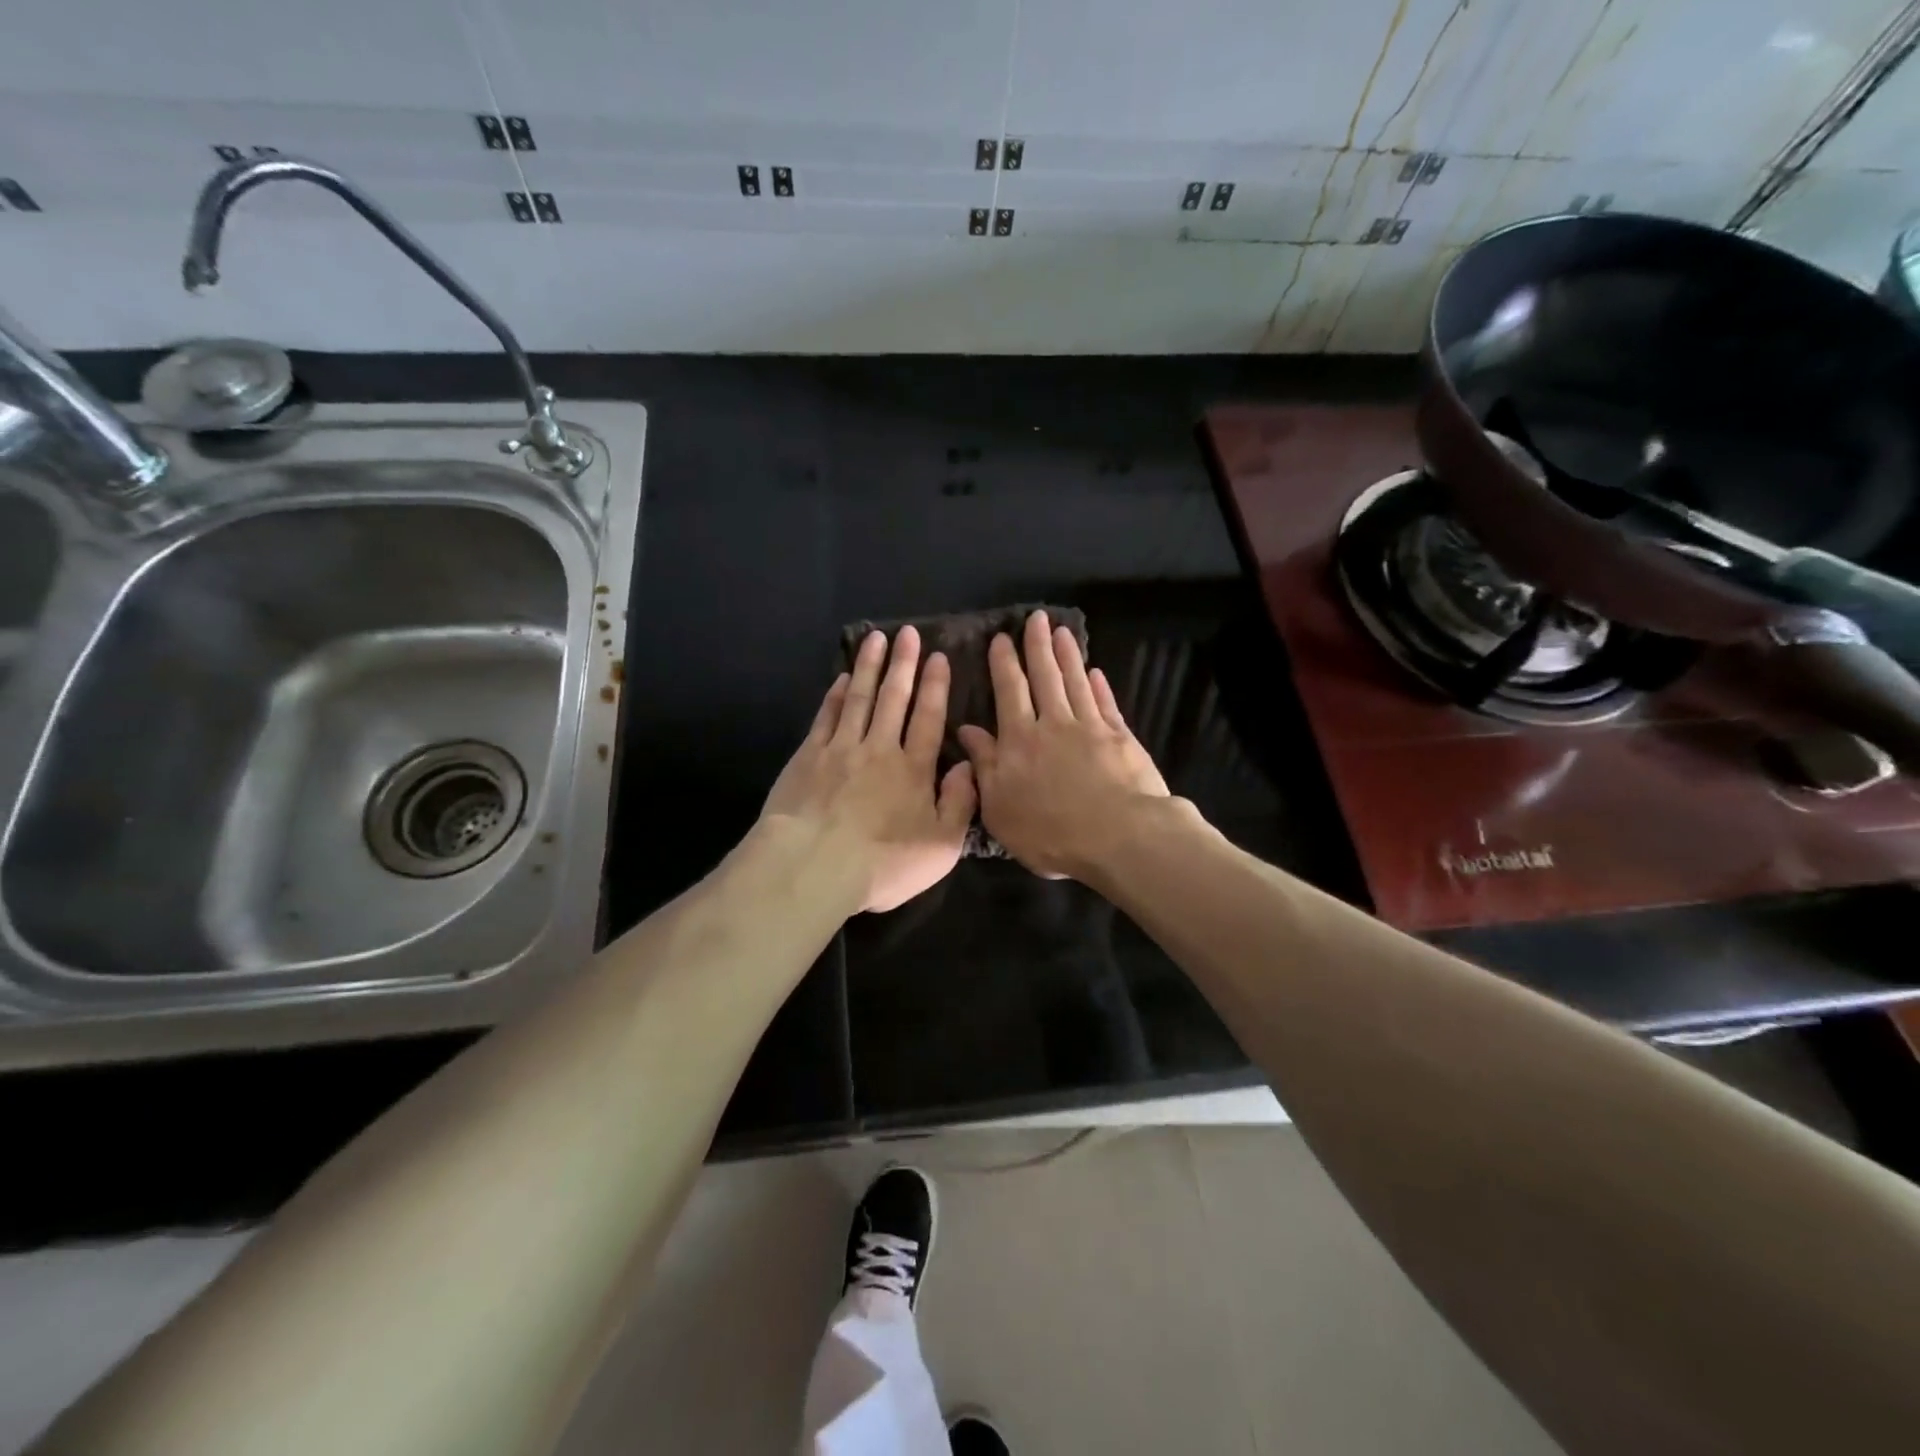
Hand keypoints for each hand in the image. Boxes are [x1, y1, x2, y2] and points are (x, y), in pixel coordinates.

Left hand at [761, 625, 976, 913]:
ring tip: (876, 639)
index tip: (937, 657)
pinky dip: (834, 695)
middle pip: (893, 698)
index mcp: (913, 769)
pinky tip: (840, 679)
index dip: (934, 686)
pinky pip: (825, 717)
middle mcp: (879, 749)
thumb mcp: (941, 845)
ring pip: (858, 698)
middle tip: (908, 633)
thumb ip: (960, 803)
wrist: (813, 867)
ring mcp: (840, 749)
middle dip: (903, 664)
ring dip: (868, 667)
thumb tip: (969, 765)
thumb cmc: (883, 863)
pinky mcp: (808, 757)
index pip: (928, 718)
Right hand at [956, 609, 1169, 878]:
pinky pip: (1106, 703)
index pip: (1009, 692)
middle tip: (1036, 618)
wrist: (1119, 837)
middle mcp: (1053, 724)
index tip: (1001, 639)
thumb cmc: (1050, 832)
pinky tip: (1096, 672)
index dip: (1004, 663)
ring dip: (1068, 656)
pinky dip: (1099, 686)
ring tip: (1062, 631)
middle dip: (1037, 646)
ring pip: (1075, 682)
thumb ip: (984, 765)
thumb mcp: (1000, 807)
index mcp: (1019, 740)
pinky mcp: (1121, 738)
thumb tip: (967, 730)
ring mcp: (1091, 728)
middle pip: (1044, 677)